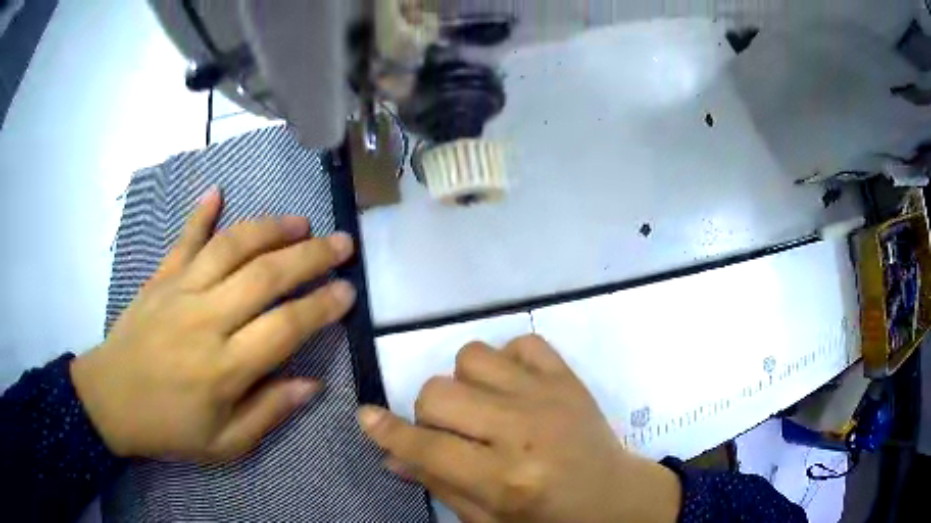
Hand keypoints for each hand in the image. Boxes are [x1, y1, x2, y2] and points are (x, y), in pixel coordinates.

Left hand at [71, 187, 356, 461]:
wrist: (110, 401)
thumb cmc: (168, 428)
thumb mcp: (224, 444)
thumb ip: (268, 413)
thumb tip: (311, 385)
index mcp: (225, 367)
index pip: (285, 327)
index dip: (322, 306)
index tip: (348, 292)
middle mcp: (206, 320)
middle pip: (265, 275)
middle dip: (311, 256)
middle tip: (342, 243)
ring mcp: (180, 291)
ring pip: (231, 247)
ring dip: (269, 229)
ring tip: (300, 221)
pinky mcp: (160, 279)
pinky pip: (183, 239)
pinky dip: (201, 213)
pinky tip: (218, 191)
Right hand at [358, 335, 681, 522]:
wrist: (614, 496)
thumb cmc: (549, 518)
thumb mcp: (489, 519)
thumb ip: (439, 484)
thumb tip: (392, 455)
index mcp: (505, 479)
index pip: (428, 446)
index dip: (389, 431)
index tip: (365, 416)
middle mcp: (523, 430)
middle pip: (439, 392)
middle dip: (430, 413)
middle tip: (452, 433)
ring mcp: (549, 395)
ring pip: (472, 356)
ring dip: (465, 383)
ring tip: (484, 408)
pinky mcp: (569, 375)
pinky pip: (520, 342)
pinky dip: (507, 361)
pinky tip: (515, 389)